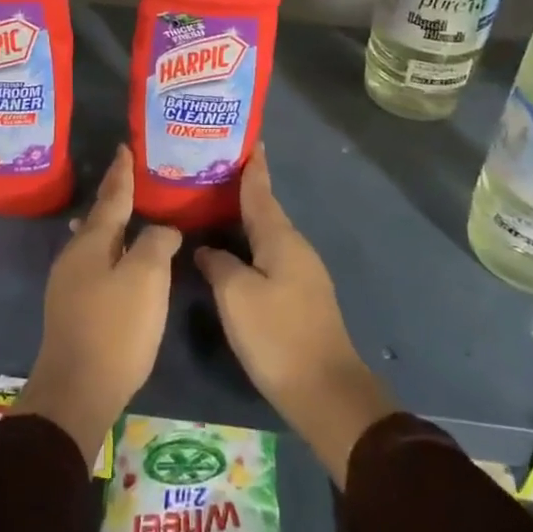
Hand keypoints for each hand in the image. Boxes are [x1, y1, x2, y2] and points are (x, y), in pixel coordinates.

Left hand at [15, 145, 180, 465]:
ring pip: (93, 241)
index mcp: (91, 242)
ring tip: (122, 214)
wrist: (77, 390)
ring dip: (110, 225)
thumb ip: (156, 243)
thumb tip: (162, 229)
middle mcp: (74, 255)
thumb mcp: (146, 279)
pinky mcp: (71, 307)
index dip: (121, 173)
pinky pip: (93, 263)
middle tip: (131, 178)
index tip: (124, 148)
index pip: (112, 197)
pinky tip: (113, 258)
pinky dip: (108, 250)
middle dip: (114, 197)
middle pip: (98, 217)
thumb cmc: (115, 328)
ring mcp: (68, 282)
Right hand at [194, 147, 395, 487]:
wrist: (325, 392)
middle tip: (209, 170)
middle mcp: (294, 247)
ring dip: (242, 219)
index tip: (247, 139)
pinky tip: (229, 250)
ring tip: (211, 206)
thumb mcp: (236, 296)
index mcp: (281, 238)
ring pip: (265, 235)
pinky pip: (267, 256)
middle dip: (240, 189)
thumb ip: (218, 264)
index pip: (261, 191)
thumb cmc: (277, 335)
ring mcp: (300, 273)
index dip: (252, 166)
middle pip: (264, 210)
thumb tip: (207, 249)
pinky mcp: (298, 296)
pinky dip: (247, 244)